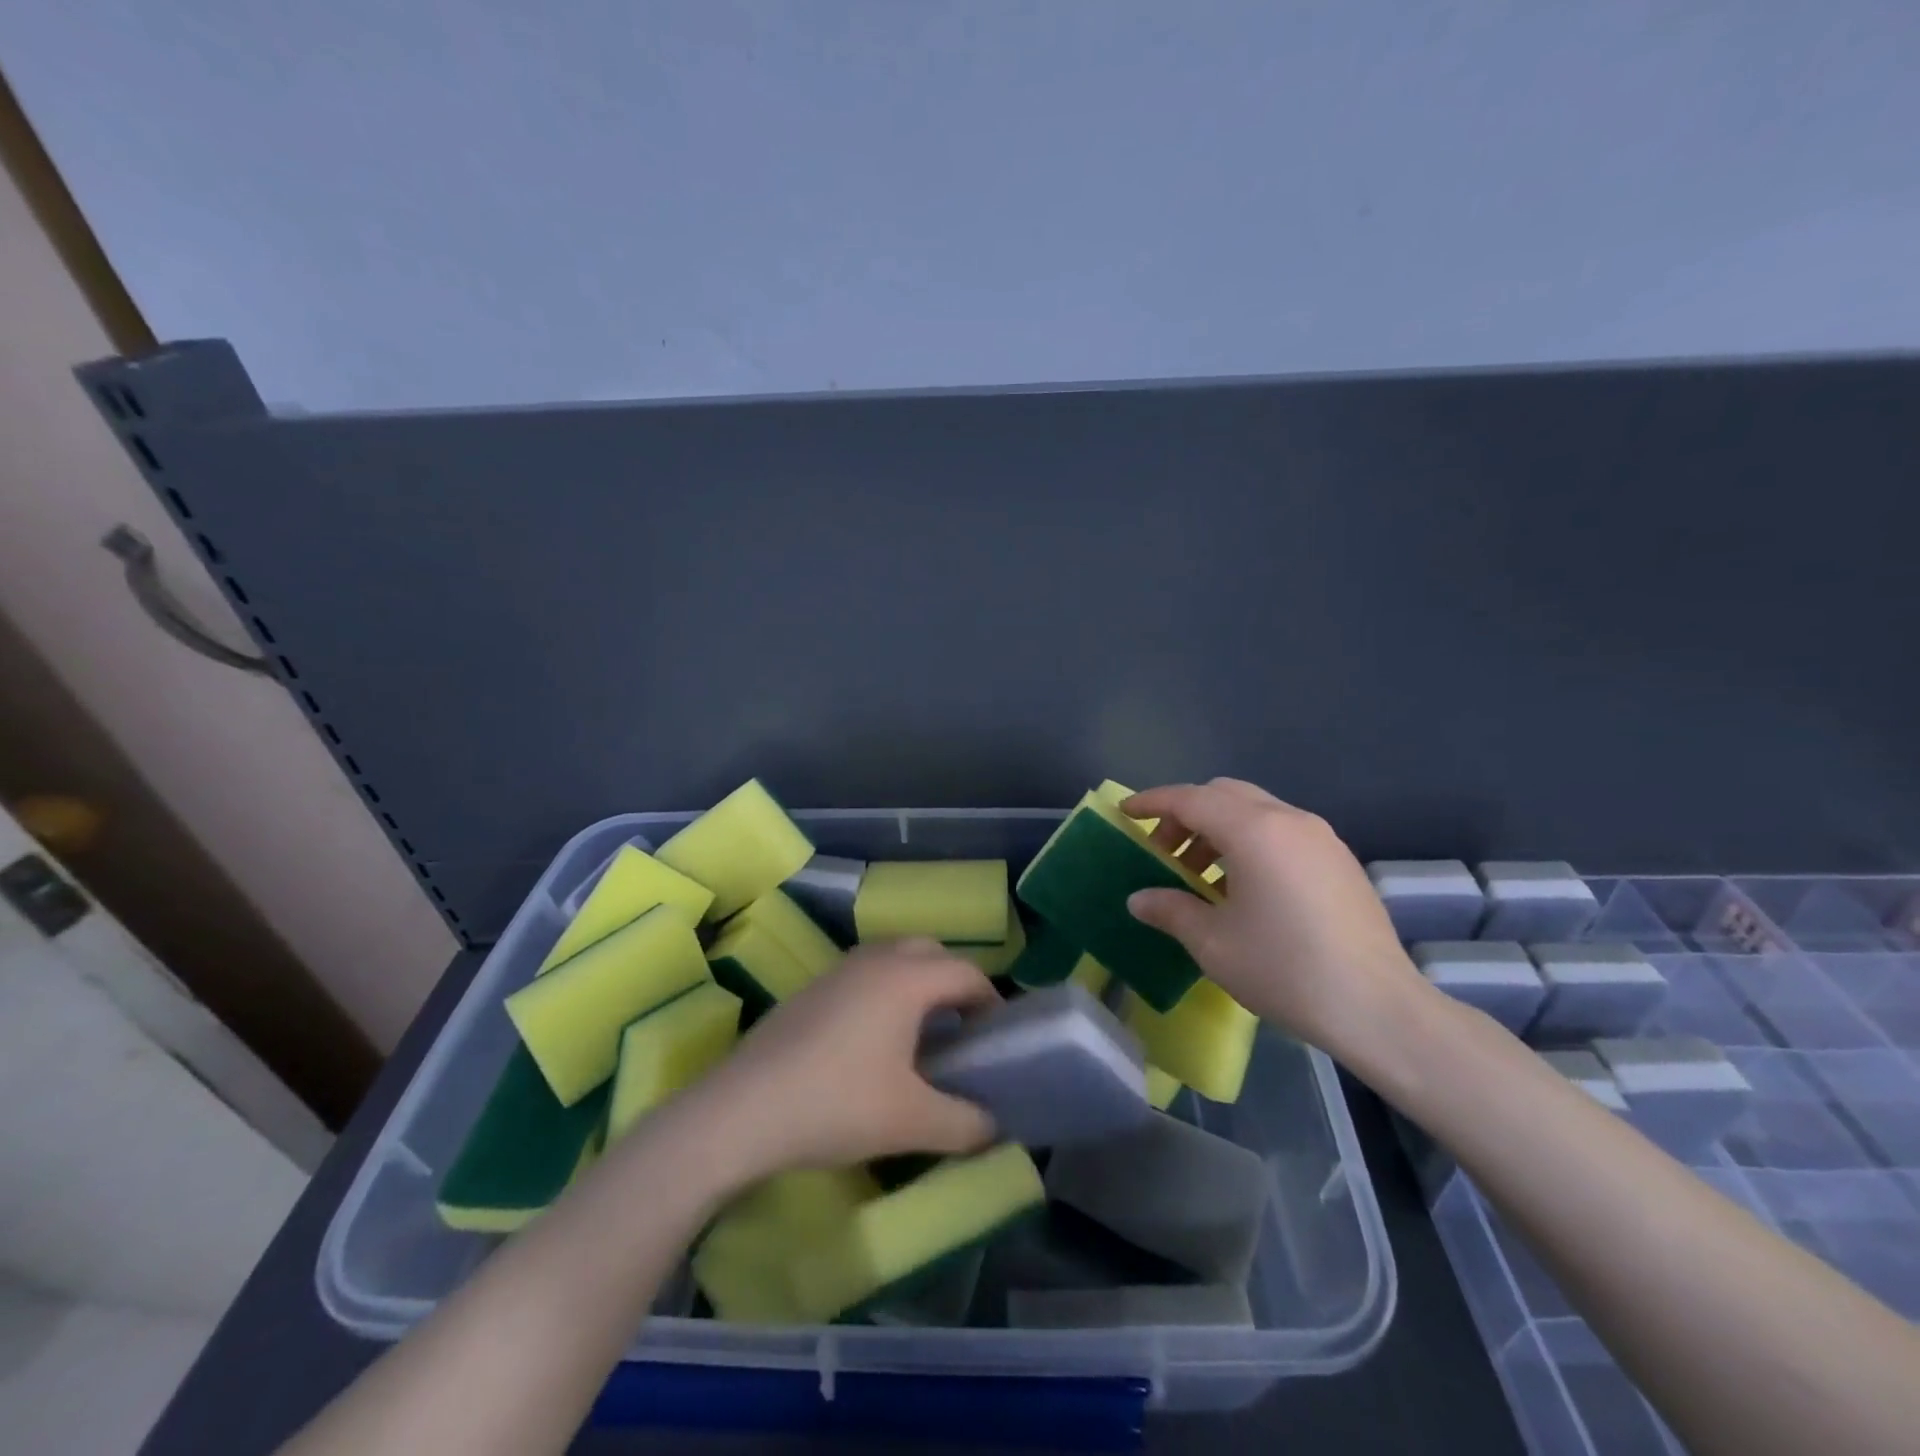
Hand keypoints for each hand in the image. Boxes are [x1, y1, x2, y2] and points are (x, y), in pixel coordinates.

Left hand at [690, 940, 1000, 1177]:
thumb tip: (994, 1126)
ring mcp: (838, 969)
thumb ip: (966, 1124)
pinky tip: (873, 1041)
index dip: (991, 1002)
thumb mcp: (912, 1122)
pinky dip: (885, 990)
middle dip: (954, 983)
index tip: (996, 1040)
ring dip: (917, 983)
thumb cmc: (837, 1104)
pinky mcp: (811, 988)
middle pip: (931, 952)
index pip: (967, 972)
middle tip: (961, 1030)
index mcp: (907, 978)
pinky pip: (864, 973)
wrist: (743, 1110)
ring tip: (921, 1035)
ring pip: (894, 957)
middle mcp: (875, 960)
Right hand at [1122, 778, 1426, 1060]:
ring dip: (1218, 829)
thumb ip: (1170, 910)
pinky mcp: (1339, 859)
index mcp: (1254, 831)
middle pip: (1224, 795)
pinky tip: (1243, 888)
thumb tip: (1139, 899)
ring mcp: (1320, 837)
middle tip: (1164, 853)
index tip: (1126, 814)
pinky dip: (1250, 841)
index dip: (1153, 803)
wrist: (1378, 1008)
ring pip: (1255, 810)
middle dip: (1186, 815)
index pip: (1191, 799)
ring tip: (1201, 876)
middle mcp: (1289, 820)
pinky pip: (1281, 831)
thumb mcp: (1213, 943)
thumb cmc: (1285, 969)